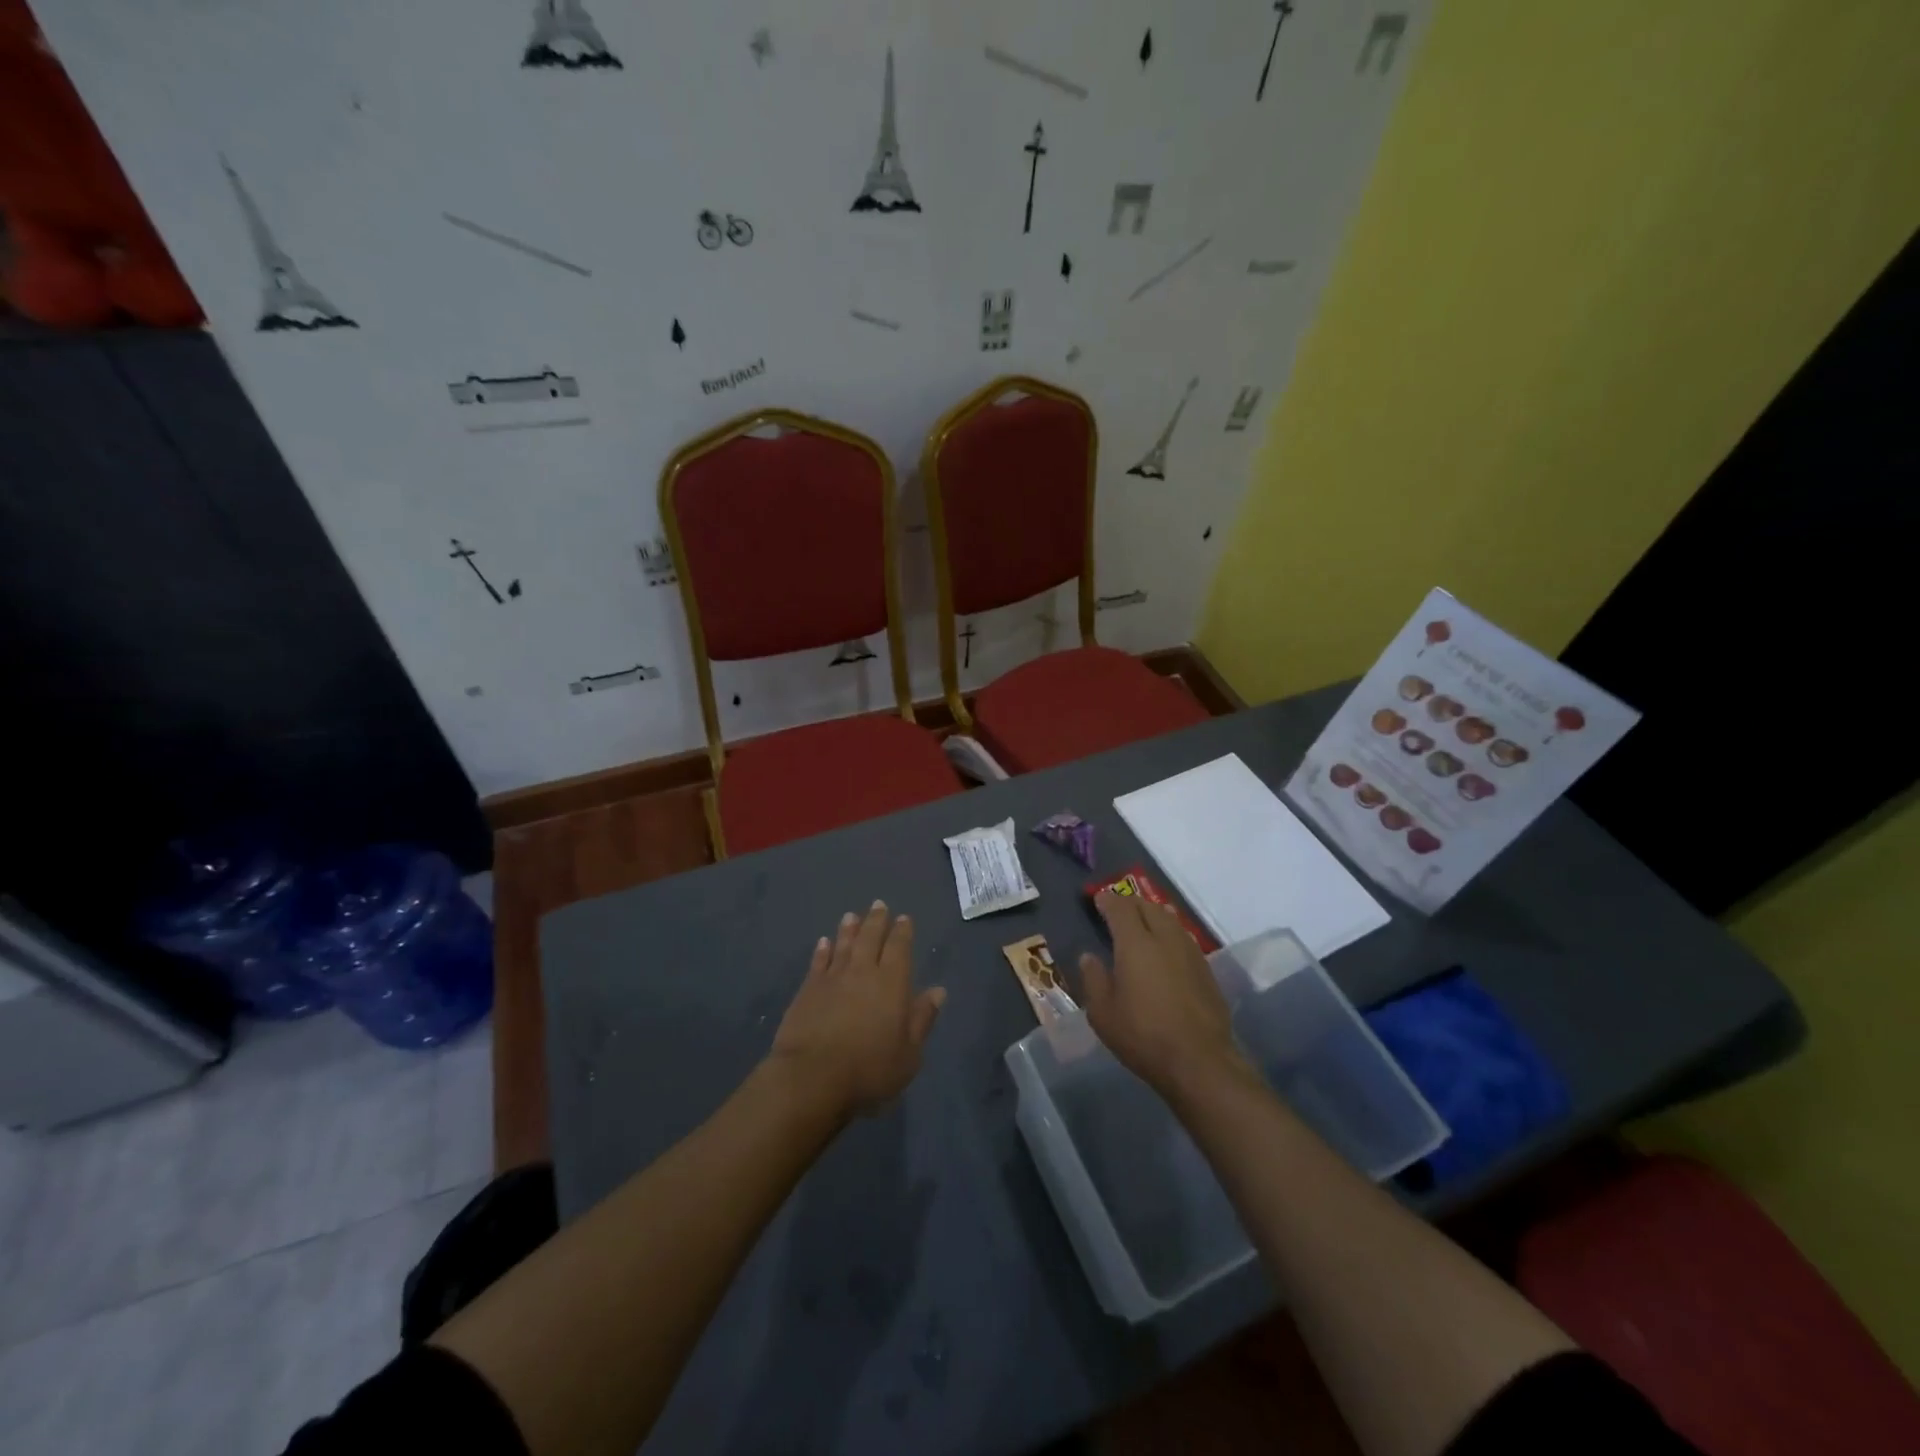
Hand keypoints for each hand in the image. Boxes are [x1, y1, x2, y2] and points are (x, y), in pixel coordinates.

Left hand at [769, 901, 945, 1120]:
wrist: (812, 1076)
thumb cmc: (869, 1069)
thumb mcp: (909, 1053)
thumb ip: (922, 1019)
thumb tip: (938, 991)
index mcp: (892, 983)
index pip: (899, 948)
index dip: (902, 932)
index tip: (904, 918)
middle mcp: (863, 972)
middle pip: (871, 938)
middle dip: (876, 921)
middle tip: (879, 904)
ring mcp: (833, 978)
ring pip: (844, 945)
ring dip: (849, 929)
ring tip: (851, 915)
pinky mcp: (808, 990)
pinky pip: (818, 962)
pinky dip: (822, 950)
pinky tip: (824, 942)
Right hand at [1079, 891, 1248, 1101]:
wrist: (1200, 1061)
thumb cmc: (1143, 1035)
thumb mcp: (1103, 1013)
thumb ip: (1094, 979)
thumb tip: (1089, 957)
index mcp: (1135, 943)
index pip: (1120, 908)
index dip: (1108, 900)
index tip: (1098, 899)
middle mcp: (1165, 938)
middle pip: (1148, 907)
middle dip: (1131, 903)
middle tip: (1118, 908)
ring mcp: (1190, 953)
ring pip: (1170, 919)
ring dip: (1154, 914)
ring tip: (1144, 919)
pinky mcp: (1206, 970)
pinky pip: (1184, 938)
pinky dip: (1170, 932)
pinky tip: (1167, 946)